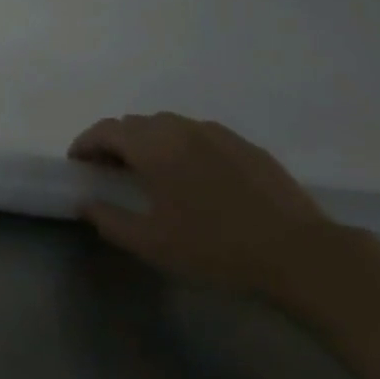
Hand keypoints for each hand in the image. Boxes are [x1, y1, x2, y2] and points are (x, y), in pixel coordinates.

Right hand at [69, 112, 337, 295]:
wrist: (300, 254)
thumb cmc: (215, 248)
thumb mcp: (151, 243)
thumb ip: (109, 220)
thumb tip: (85, 203)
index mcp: (152, 146)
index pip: (105, 130)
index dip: (85, 144)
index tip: (78, 164)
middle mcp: (180, 128)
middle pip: (135, 124)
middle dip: (115, 142)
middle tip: (111, 172)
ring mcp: (216, 133)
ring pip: (168, 126)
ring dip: (149, 142)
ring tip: (151, 172)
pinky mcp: (245, 146)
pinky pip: (199, 136)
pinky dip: (182, 147)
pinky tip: (194, 178)